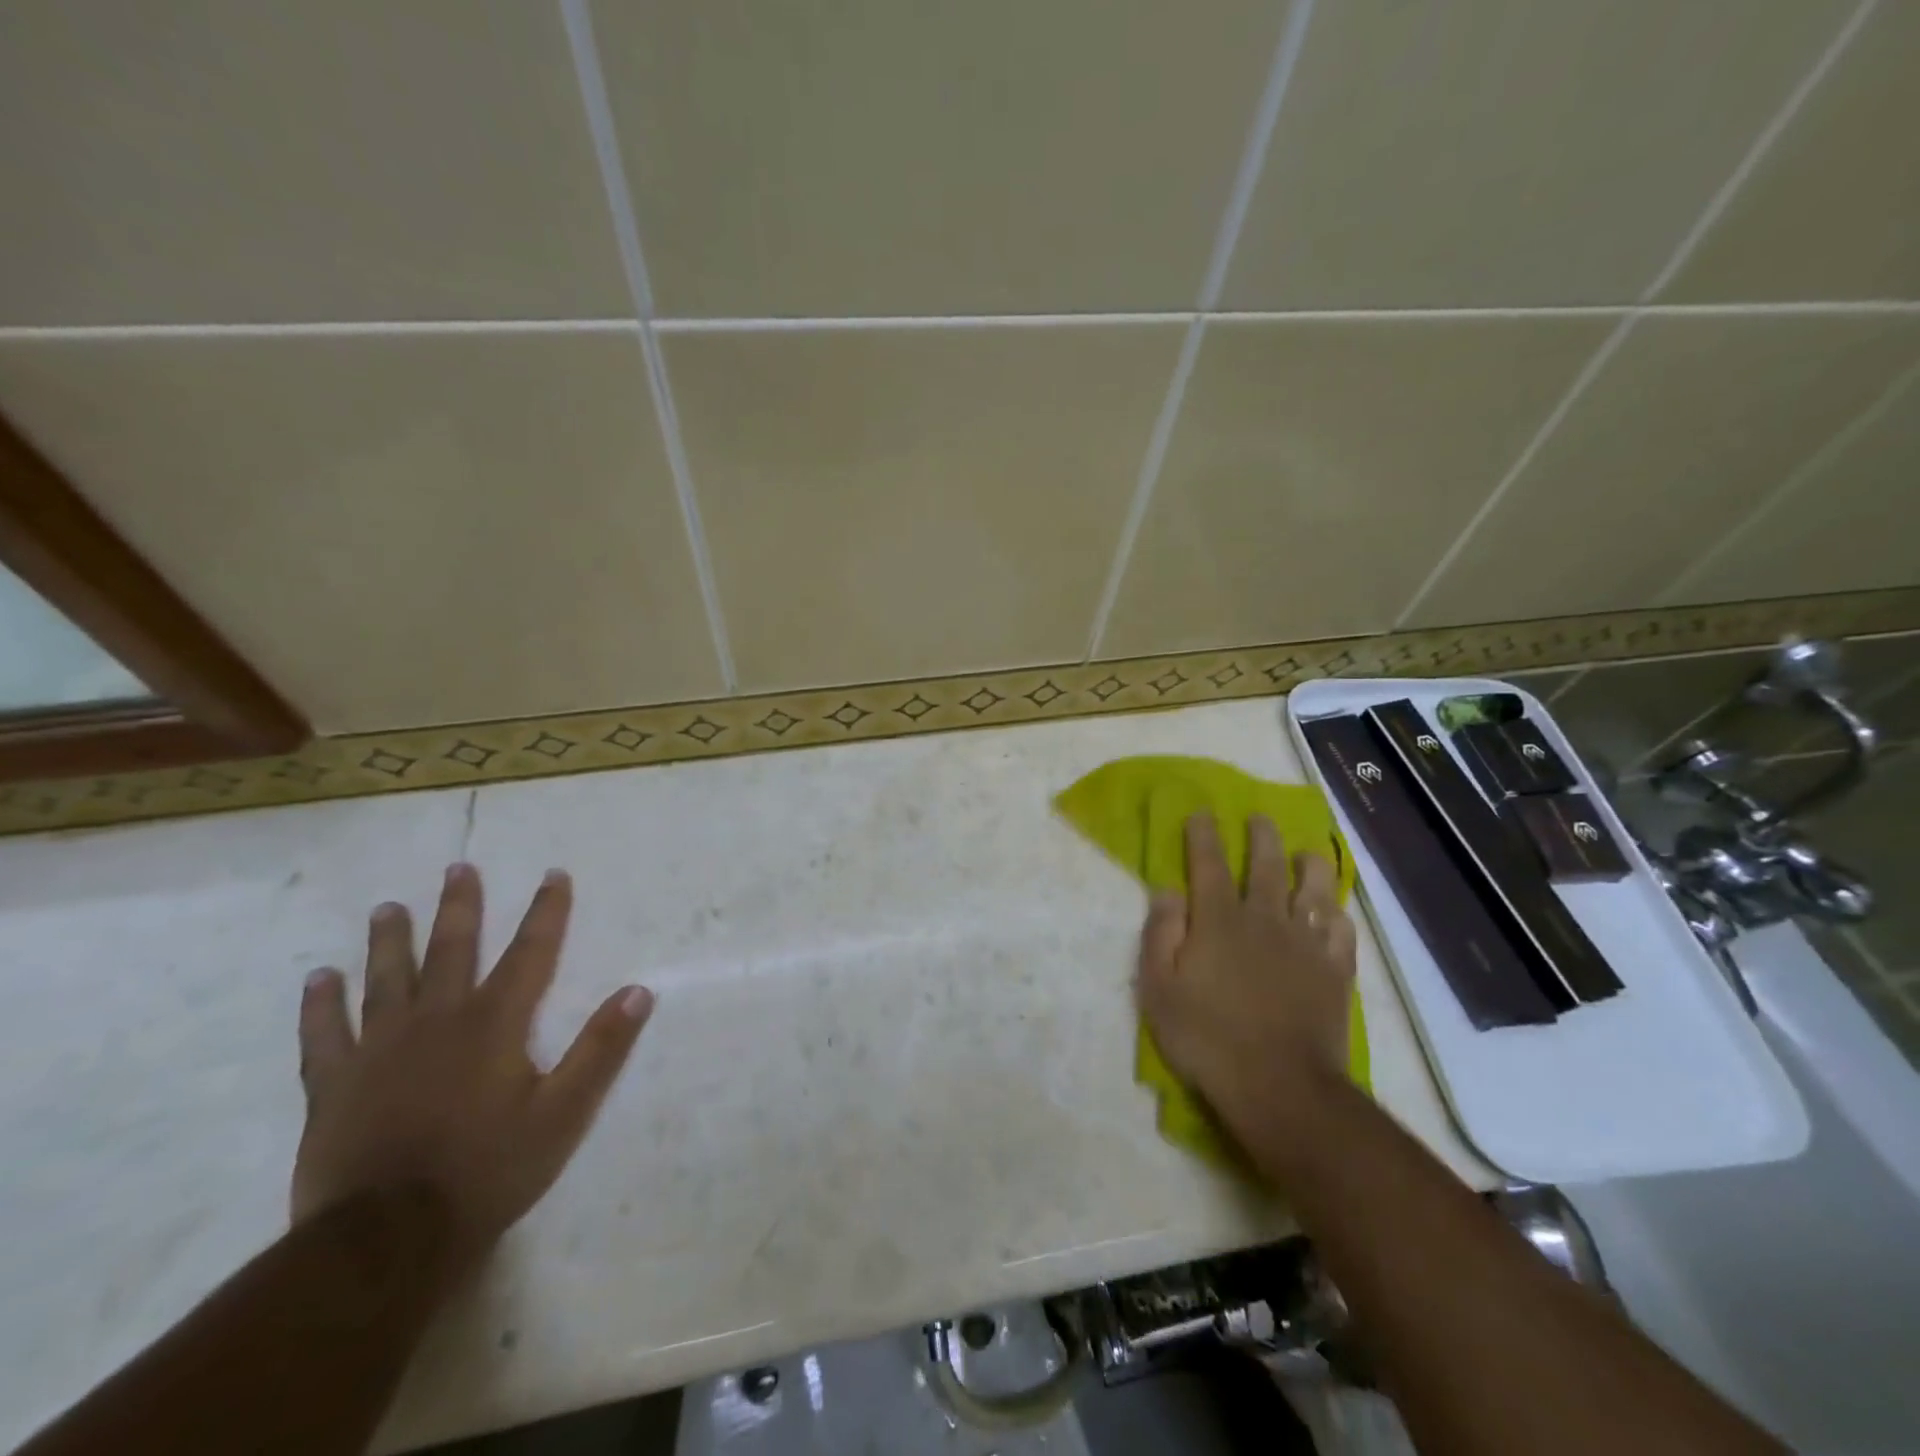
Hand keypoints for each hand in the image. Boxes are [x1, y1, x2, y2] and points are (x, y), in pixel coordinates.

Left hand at [292, 864, 653, 1273]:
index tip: (553, 874)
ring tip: (388, 908)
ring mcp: (380, 1050)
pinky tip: (319, 979)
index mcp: (496, 1023)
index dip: (546, 910)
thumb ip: (601, 1048)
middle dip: (460, 907)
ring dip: (390, 941)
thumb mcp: (564, 1113)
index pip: (531, 952)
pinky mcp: (335, 1086)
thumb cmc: (488, 1170)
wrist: (386, 1241)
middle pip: (452, 950)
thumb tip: (640, 990)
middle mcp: (438, 1020)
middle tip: (459, 868)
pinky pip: (325, 1035)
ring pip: (386, 980)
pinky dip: (321, 1005)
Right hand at [1135, 813, 1355, 1157]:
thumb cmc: (1207, 1038)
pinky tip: (1331, 911)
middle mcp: (1264, 919)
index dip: (1203, 834)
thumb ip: (1160, 934)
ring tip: (1306, 854)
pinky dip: (1335, 913)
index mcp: (1218, 920)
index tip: (1201, 812)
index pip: (1208, 863)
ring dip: (1309, 864)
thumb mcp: (1159, 989)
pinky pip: (1341, 928)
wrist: (1280, 1086)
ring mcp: (1306, 943)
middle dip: (1260, 836)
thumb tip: (1168, 891)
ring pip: (1313, 888)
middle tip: (1259, 819)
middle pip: (1265, 864)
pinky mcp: (1335, 970)